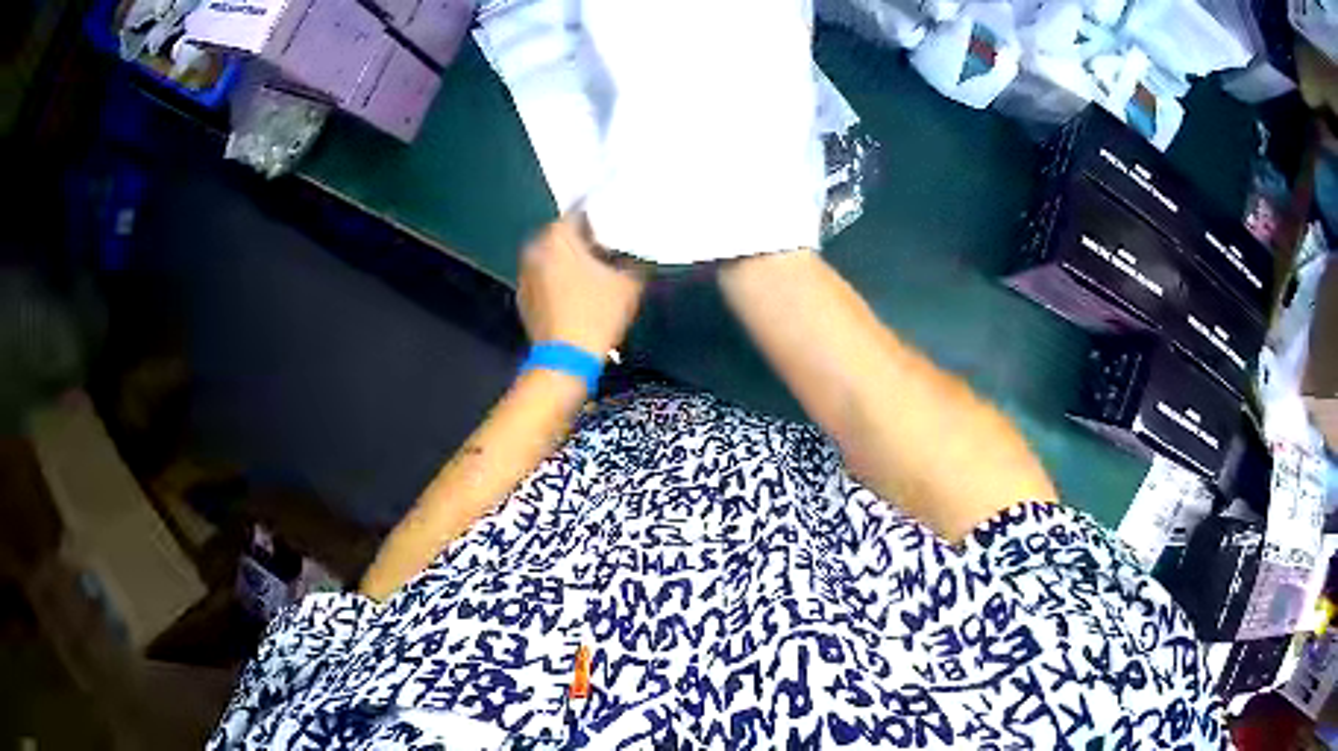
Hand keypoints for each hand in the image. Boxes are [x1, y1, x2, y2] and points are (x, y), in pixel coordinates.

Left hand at [518, 216, 645, 356]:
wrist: (565, 360)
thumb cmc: (597, 314)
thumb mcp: (629, 285)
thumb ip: (634, 262)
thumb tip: (635, 257)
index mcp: (557, 237)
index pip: (578, 213)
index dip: (600, 218)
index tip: (616, 225)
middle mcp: (535, 250)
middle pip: (562, 236)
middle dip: (584, 241)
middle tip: (608, 250)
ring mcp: (525, 275)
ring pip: (552, 258)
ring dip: (570, 261)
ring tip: (595, 273)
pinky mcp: (524, 299)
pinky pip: (545, 279)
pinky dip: (559, 280)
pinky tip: (578, 294)